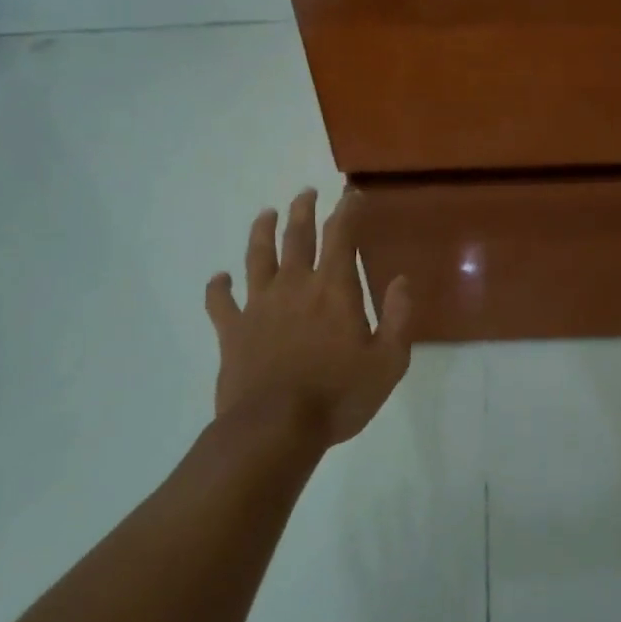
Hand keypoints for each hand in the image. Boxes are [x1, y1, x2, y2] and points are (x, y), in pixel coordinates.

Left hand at [205, 188, 411, 447]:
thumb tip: (402, 280)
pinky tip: (219, 278)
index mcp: (334, 289)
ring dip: (262, 231)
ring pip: (257, 256)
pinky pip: (220, 301)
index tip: (352, 194)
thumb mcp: (388, 362)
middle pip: (297, 236)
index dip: (348, 210)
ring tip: (265, 214)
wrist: (274, 429)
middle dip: (303, 210)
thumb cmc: (339, 396)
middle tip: (306, 193)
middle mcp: (295, 285)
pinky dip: (218, 287)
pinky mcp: (232, 330)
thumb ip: (398, 317)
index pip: (341, 235)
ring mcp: (259, 305)